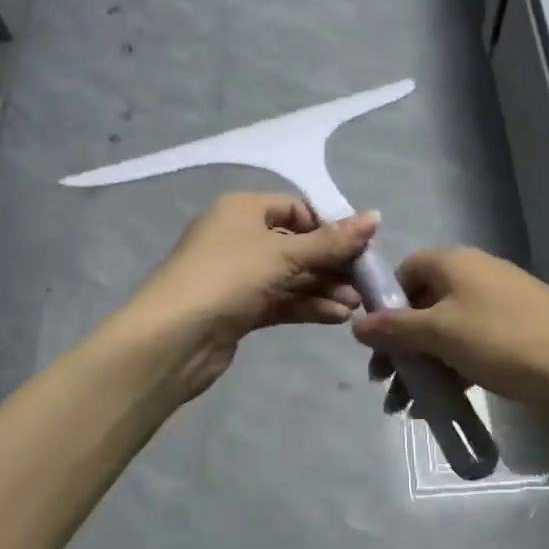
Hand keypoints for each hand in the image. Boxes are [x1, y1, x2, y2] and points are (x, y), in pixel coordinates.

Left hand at [125, 192, 380, 400]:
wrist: (172, 339)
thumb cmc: (228, 278)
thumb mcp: (283, 254)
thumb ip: (331, 241)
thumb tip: (375, 216)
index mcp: (242, 209)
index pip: (295, 208)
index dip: (329, 225)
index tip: (360, 247)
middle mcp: (239, 236)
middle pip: (296, 243)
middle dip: (331, 262)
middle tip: (365, 282)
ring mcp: (237, 275)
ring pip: (290, 275)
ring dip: (324, 287)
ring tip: (357, 305)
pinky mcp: (238, 308)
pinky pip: (280, 300)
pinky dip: (307, 305)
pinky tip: (337, 317)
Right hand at [349, 247, 548, 413]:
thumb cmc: (507, 342)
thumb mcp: (441, 333)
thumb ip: (395, 328)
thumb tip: (356, 323)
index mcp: (454, 263)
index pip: (406, 271)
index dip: (385, 303)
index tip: (373, 342)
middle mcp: (474, 278)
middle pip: (422, 306)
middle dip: (399, 345)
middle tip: (384, 385)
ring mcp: (497, 309)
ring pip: (445, 333)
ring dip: (422, 367)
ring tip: (405, 409)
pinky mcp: (516, 338)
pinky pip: (469, 350)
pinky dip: (450, 374)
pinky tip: (438, 410)